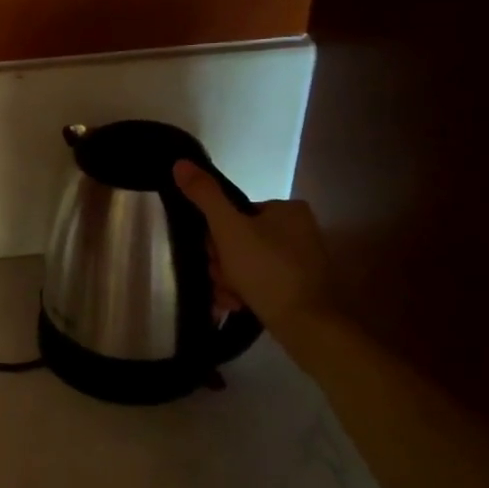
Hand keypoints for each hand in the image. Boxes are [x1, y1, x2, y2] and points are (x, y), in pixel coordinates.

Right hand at [172, 161, 337, 329]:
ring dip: (229, 281)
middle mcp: (298, 230)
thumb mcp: (228, 229)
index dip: (216, 235)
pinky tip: (239, 305)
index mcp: (287, 209)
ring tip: (231, 298)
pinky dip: (245, 292)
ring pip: (245, 264)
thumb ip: (204, 196)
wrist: (308, 326)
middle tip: (223, 280)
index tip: (214, 256)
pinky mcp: (299, 287)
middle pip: (238, 240)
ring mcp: (300, 260)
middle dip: (222, 263)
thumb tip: (180, 162)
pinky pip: (260, 282)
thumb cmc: (267, 270)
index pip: (234, 213)